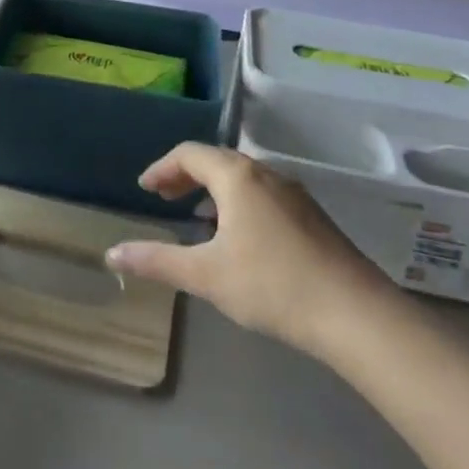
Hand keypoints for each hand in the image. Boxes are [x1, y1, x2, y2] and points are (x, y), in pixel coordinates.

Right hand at [105, 143, 392, 354]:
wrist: (356, 314)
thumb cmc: (273, 285)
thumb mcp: (206, 275)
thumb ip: (157, 261)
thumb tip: (111, 253)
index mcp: (237, 177)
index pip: (189, 154)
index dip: (162, 168)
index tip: (145, 189)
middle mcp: (266, 174)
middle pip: (217, 160)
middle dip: (186, 176)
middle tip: (164, 199)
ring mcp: (295, 194)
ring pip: (243, 178)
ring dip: (213, 190)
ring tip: (197, 218)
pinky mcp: (312, 217)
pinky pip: (263, 195)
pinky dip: (238, 203)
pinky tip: (239, 239)